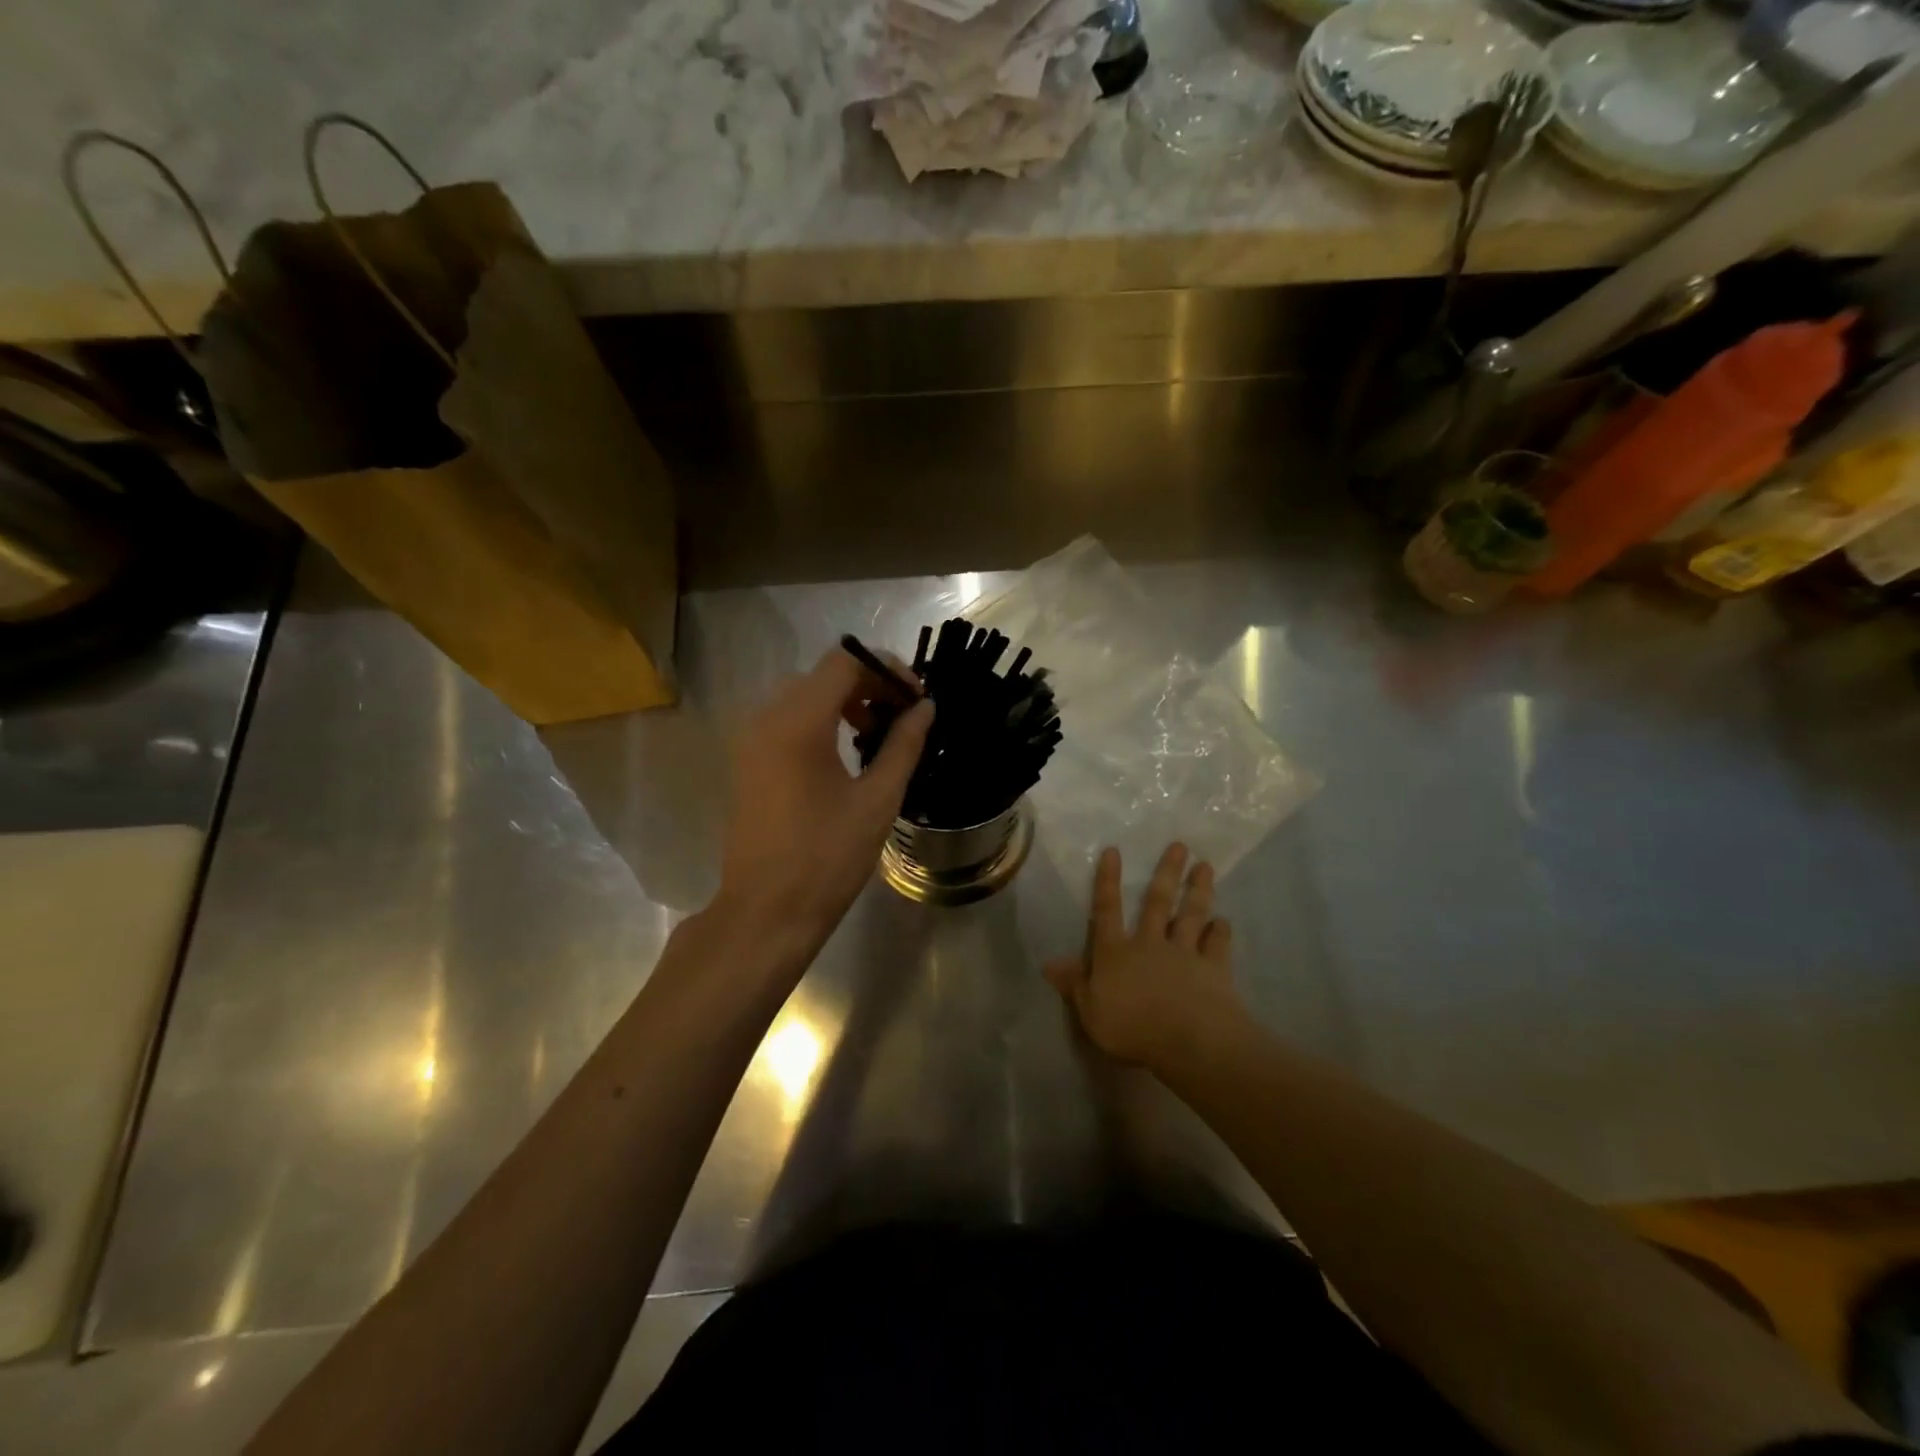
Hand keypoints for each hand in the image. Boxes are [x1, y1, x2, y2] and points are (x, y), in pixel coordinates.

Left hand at [714, 647, 933, 949]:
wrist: (767, 911)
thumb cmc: (827, 857)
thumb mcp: (878, 799)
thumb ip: (904, 745)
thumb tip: (925, 707)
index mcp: (798, 722)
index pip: (845, 662)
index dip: (886, 669)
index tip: (916, 698)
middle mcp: (767, 719)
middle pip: (823, 675)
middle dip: (868, 685)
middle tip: (903, 717)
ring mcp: (751, 740)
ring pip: (803, 696)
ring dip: (844, 703)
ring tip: (877, 736)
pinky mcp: (748, 762)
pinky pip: (787, 721)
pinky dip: (820, 722)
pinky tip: (845, 755)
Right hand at [1045, 843, 1244, 1070]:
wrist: (1188, 1040)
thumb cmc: (1132, 1028)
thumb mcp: (1090, 1012)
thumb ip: (1074, 985)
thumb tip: (1049, 963)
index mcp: (1116, 953)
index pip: (1107, 911)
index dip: (1108, 881)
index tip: (1114, 851)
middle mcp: (1149, 944)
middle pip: (1157, 903)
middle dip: (1167, 872)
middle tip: (1180, 845)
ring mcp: (1184, 953)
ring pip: (1190, 915)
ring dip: (1198, 891)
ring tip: (1206, 866)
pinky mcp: (1213, 969)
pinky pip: (1217, 946)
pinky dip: (1221, 932)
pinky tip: (1225, 921)